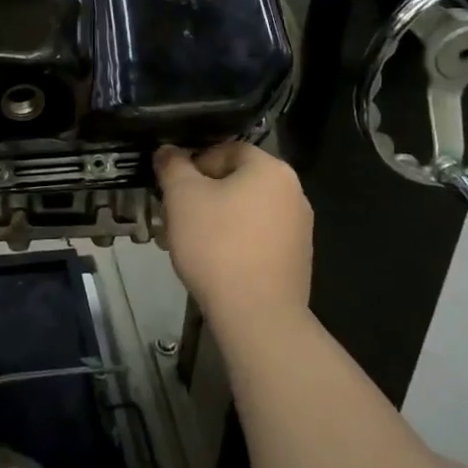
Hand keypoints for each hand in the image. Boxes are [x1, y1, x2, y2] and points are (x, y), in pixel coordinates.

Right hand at [157, 142, 312, 331]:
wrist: (258, 317)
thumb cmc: (217, 245)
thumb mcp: (182, 197)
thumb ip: (173, 166)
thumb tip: (168, 151)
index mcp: (271, 169)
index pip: (225, 150)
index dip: (193, 166)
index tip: (173, 190)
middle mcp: (293, 192)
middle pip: (236, 181)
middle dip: (202, 196)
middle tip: (175, 217)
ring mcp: (299, 229)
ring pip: (245, 211)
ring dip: (216, 220)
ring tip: (189, 244)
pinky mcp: (296, 260)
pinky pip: (257, 238)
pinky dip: (234, 243)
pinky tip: (214, 264)